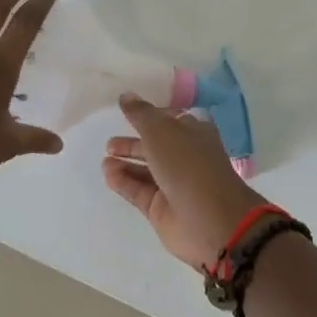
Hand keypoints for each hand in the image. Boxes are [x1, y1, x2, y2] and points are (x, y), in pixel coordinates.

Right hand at [102, 95, 261, 269]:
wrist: (211, 221)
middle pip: (155, 146)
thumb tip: (126, 96)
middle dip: (133, 143)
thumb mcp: (162, 131)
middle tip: (109, 143)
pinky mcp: (162, 209)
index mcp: (194, 133)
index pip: (169, 120)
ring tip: (105, 159)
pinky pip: (139, 191)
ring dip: (126, 163)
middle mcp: (185, 157)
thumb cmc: (188, 165)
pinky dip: (124, 182)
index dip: (149, 115)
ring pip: (146, 170)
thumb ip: (141, 114)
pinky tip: (108, 174)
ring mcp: (174, 184)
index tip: (125, 112)